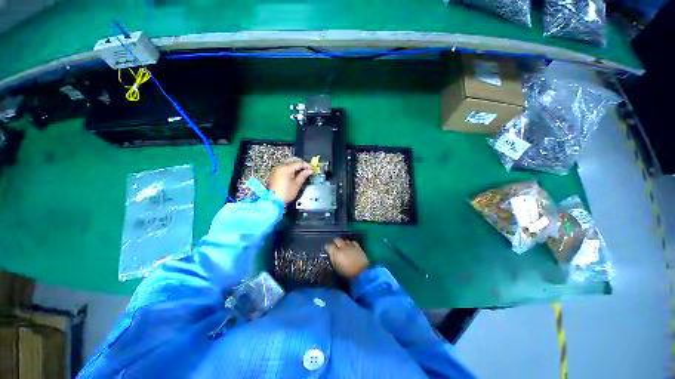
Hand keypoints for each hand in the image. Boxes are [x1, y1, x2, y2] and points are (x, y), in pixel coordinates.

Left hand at [268, 158, 312, 203]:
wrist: (273, 201)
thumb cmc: (286, 193)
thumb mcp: (297, 185)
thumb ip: (303, 176)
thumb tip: (309, 171)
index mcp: (286, 168)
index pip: (299, 163)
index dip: (306, 165)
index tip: (312, 168)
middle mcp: (280, 166)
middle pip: (292, 160)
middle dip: (300, 163)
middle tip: (307, 169)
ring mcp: (277, 169)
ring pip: (288, 162)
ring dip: (295, 165)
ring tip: (302, 171)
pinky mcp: (275, 173)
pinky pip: (284, 167)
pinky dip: (290, 168)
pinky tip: (295, 173)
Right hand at [325, 238, 369, 278]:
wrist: (362, 273)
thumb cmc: (347, 274)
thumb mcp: (336, 268)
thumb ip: (333, 259)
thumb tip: (331, 255)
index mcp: (335, 253)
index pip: (329, 246)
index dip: (328, 247)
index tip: (328, 250)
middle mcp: (342, 247)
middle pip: (337, 240)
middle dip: (335, 242)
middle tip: (334, 247)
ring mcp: (351, 245)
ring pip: (345, 240)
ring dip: (343, 243)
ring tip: (342, 247)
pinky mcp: (358, 246)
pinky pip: (352, 242)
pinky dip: (350, 243)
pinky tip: (350, 247)